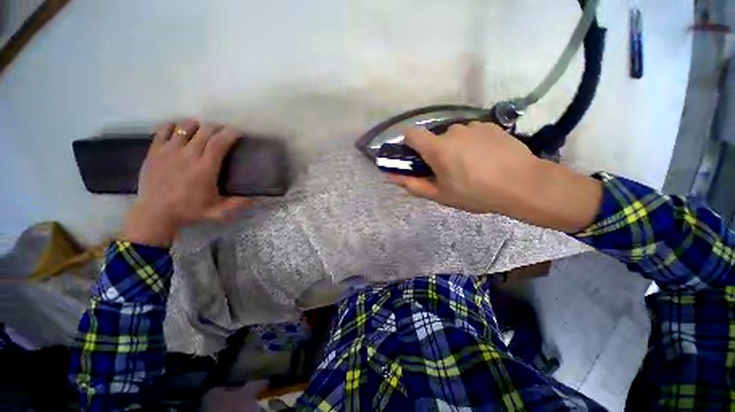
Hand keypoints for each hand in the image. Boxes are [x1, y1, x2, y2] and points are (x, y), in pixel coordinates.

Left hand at [121, 120, 251, 245]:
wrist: (155, 213)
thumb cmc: (189, 211)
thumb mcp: (218, 211)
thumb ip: (238, 204)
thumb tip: (256, 199)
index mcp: (205, 168)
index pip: (219, 142)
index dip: (230, 134)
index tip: (237, 132)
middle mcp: (188, 155)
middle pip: (205, 131)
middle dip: (217, 127)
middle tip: (223, 131)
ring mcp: (169, 151)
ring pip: (185, 127)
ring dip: (197, 125)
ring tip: (202, 129)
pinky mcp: (154, 151)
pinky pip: (164, 130)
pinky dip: (174, 126)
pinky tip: (179, 130)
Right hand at [388, 122, 602, 232]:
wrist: (523, 184)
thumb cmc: (475, 193)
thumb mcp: (440, 195)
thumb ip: (412, 184)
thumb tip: (391, 176)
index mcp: (437, 148)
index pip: (411, 134)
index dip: (409, 144)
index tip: (416, 158)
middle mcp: (452, 131)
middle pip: (434, 139)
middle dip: (436, 153)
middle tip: (450, 172)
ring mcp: (473, 126)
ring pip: (454, 136)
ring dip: (455, 148)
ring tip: (471, 166)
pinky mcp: (490, 125)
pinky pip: (471, 133)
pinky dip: (472, 143)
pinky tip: (486, 158)